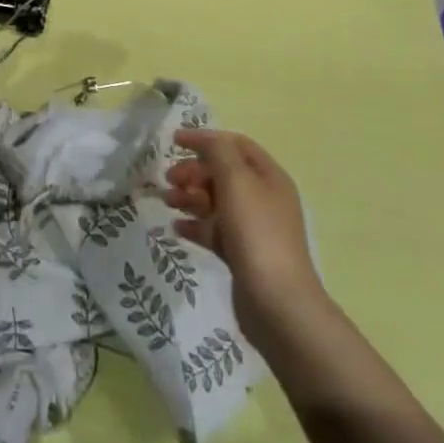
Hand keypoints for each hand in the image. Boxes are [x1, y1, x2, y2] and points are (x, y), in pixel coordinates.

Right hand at [165, 128, 325, 346]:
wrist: (277, 303)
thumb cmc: (256, 232)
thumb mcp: (237, 181)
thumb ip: (219, 152)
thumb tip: (206, 139)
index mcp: (269, 176)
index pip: (235, 144)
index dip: (205, 139)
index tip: (173, 141)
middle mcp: (263, 198)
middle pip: (224, 173)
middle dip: (194, 170)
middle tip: (168, 178)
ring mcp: (253, 228)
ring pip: (216, 201)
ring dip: (190, 196)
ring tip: (167, 201)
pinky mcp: (242, 254)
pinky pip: (214, 230)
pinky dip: (195, 225)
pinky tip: (176, 227)